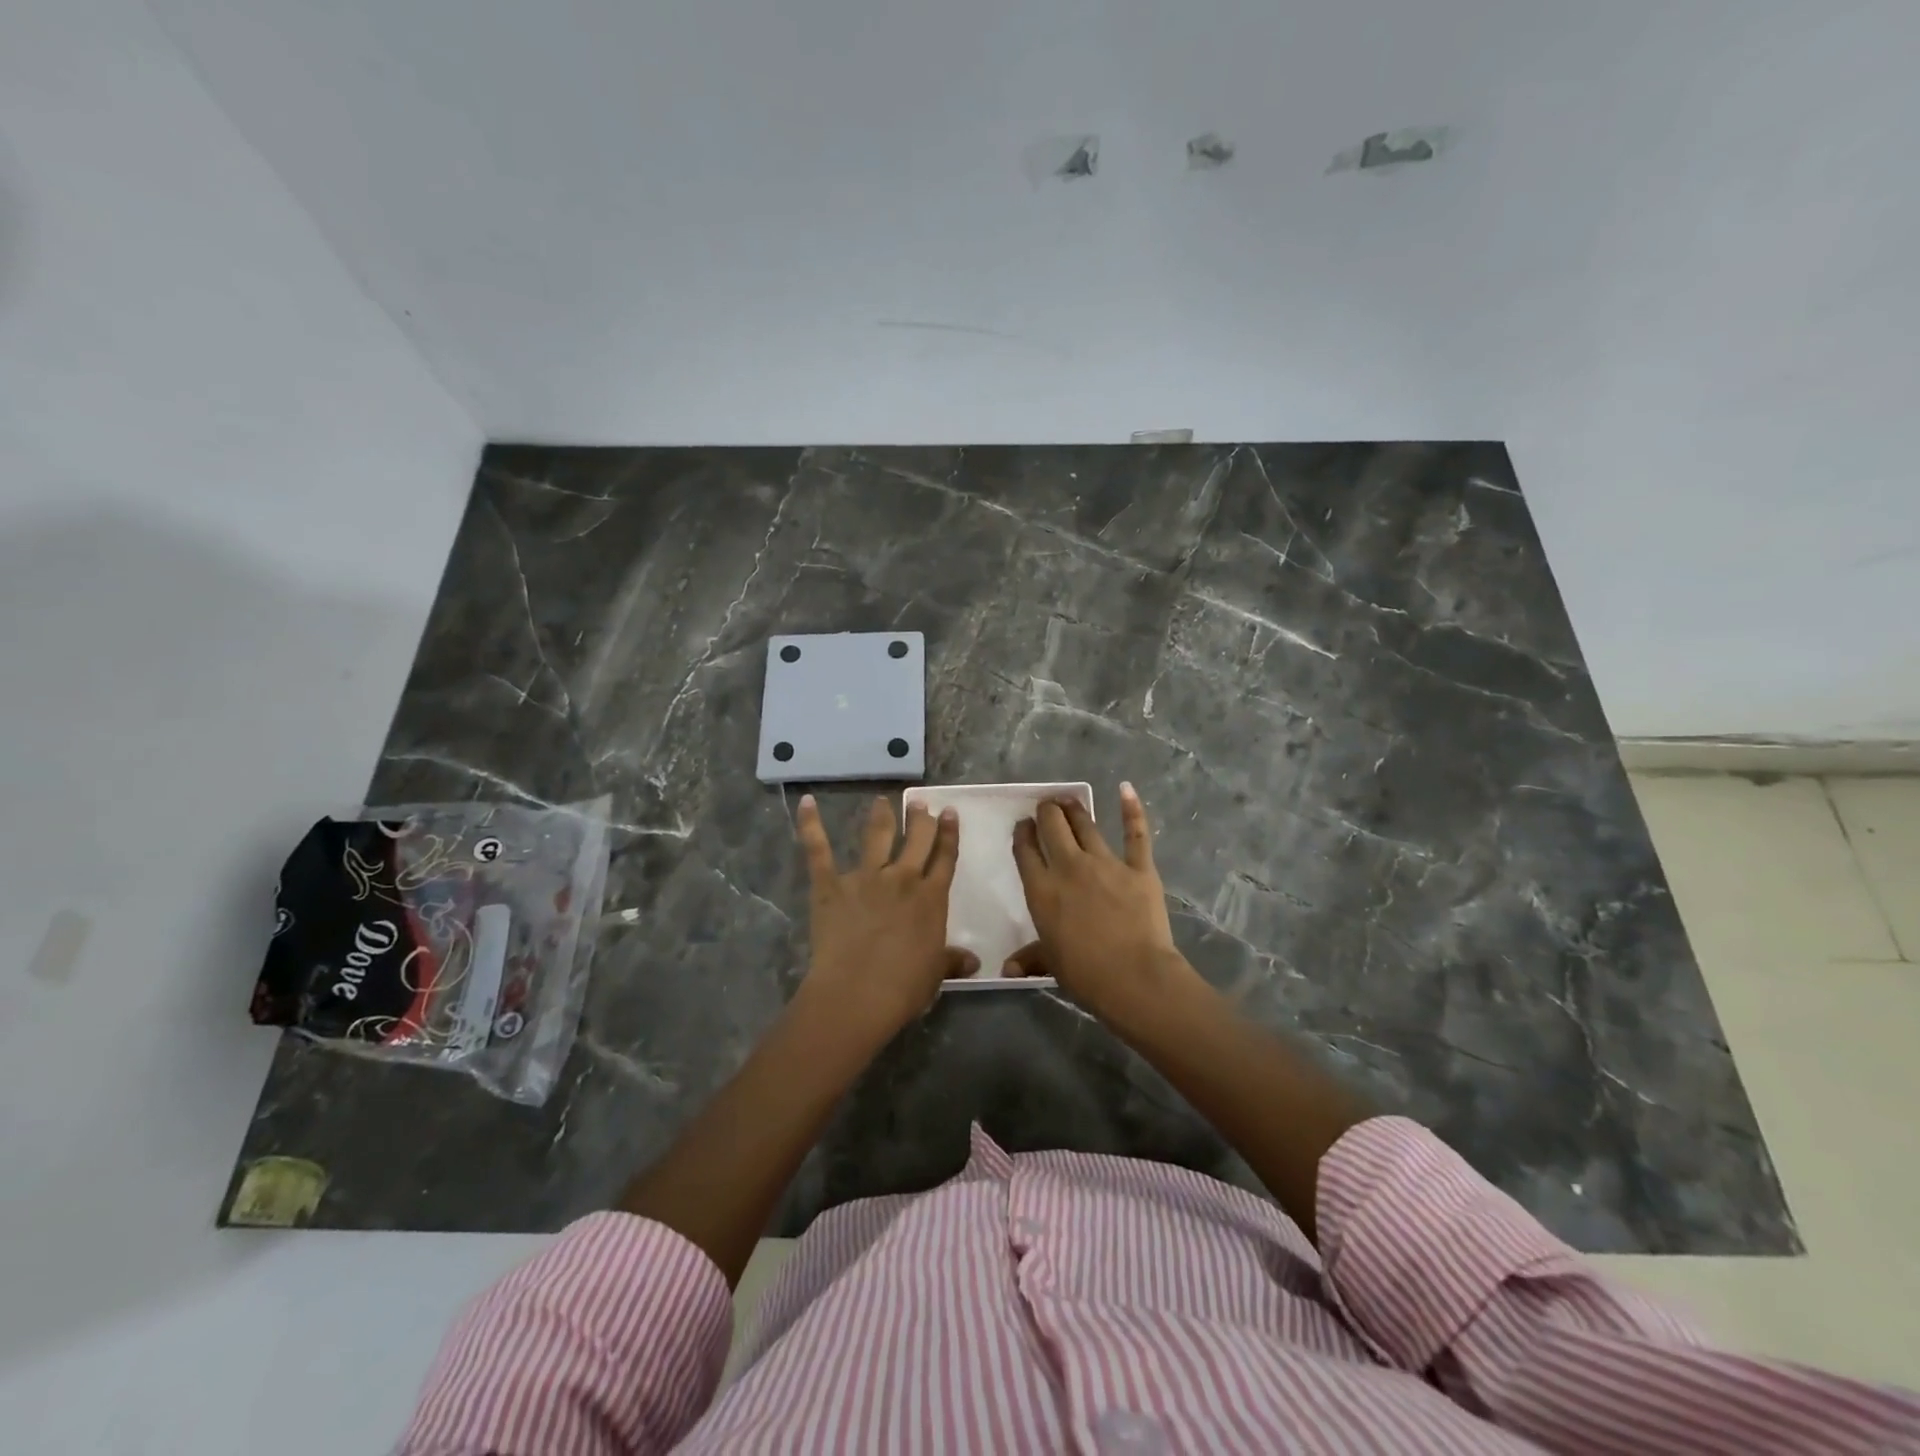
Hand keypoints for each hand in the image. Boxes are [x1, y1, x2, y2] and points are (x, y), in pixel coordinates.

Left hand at [795, 794, 973, 1040]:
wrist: (859, 993)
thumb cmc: (904, 987)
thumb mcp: (936, 973)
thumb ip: (952, 960)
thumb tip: (974, 961)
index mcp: (931, 898)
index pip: (945, 858)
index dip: (948, 834)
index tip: (949, 813)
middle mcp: (902, 878)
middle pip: (916, 840)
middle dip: (920, 819)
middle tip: (921, 804)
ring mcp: (866, 878)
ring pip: (877, 836)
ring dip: (882, 816)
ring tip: (883, 801)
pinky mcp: (831, 885)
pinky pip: (819, 850)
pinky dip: (810, 825)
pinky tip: (806, 803)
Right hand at [1008, 783, 1187, 1019]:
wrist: (1134, 977)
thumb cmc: (1085, 974)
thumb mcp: (1050, 964)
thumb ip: (1029, 958)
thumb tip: (1007, 970)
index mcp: (1042, 890)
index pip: (1026, 852)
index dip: (1023, 833)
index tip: (1023, 825)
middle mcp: (1069, 867)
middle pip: (1052, 827)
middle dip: (1046, 812)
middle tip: (1046, 807)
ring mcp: (1105, 864)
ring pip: (1085, 825)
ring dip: (1074, 808)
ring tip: (1068, 799)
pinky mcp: (1138, 868)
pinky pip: (1135, 834)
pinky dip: (1132, 809)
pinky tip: (1125, 789)